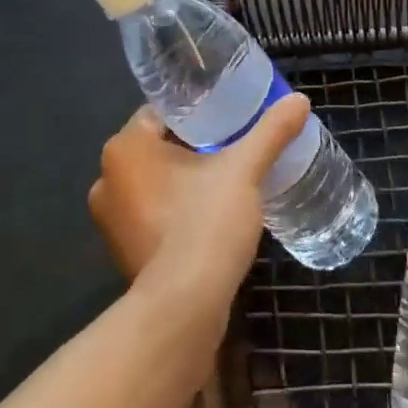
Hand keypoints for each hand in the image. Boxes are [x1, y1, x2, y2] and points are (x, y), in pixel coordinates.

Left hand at [88, 95, 307, 309]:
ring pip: (156, 182)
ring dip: (186, 179)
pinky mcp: (125, 251)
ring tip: (228, 176)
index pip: (161, 112)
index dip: (197, 109)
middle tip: (235, 143)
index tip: (229, 113)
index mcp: (124, 148)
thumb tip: (300, 99)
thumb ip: (270, 132)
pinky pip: (154, 213)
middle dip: (194, 145)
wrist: (185, 308)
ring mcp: (111, 220)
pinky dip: (178, 208)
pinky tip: (211, 213)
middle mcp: (107, 179)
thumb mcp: (244, 170)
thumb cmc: (205, 223)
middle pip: (159, 147)